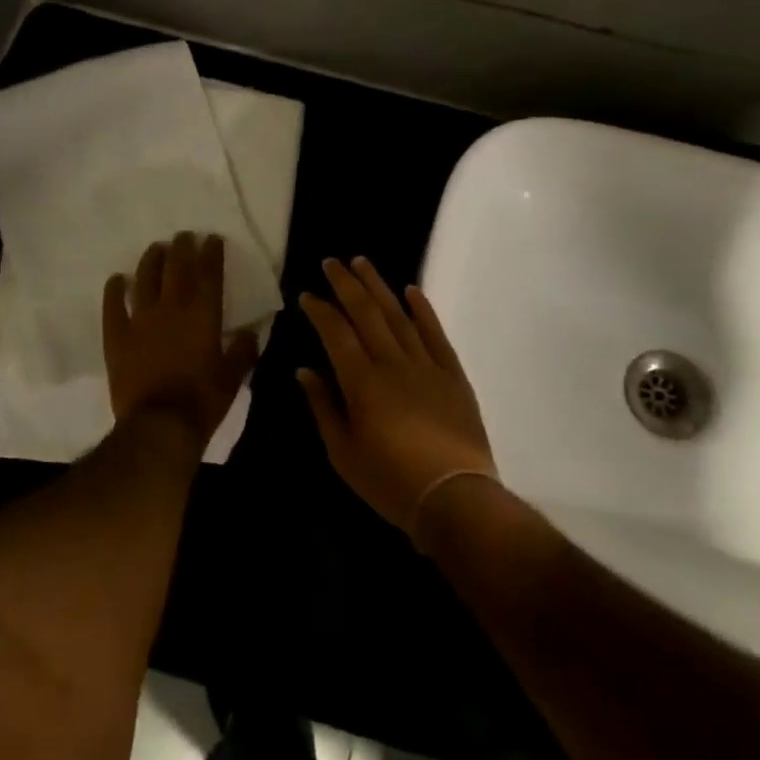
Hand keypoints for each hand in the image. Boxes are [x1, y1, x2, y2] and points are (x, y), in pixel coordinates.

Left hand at [103, 232, 259, 449]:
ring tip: (155, 248)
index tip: (212, 239)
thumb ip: (242, 352)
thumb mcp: (233, 379)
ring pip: (145, 280)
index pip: (209, 275)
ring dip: (151, 261)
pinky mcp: (117, 338)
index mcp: (203, 317)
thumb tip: (249, 333)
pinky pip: (113, 307)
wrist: (159, 426)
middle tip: (183, 236)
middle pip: (176, 269)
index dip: (211, 254)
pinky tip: (117, 279)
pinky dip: (115, 290)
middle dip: (182, 248)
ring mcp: (140, 322)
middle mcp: (172, 310)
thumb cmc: (202, 402)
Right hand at [297, 257, 496, 536]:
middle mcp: (392, 363)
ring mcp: (425, 365)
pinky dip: (423, 310)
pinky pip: (436, 334)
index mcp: (361, 381)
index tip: (307, 295)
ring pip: (399, 315)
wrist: (455, 497)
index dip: (320, 310)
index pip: (336, 332)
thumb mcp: (343, 453)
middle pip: (366, 313)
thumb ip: (323, 407)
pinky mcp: (452, 374)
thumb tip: (304, 371)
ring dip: (379, 287)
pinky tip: (412, 291)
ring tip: (363, 263)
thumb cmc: (390, 481)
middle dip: (346, 284)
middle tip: (332, 262)